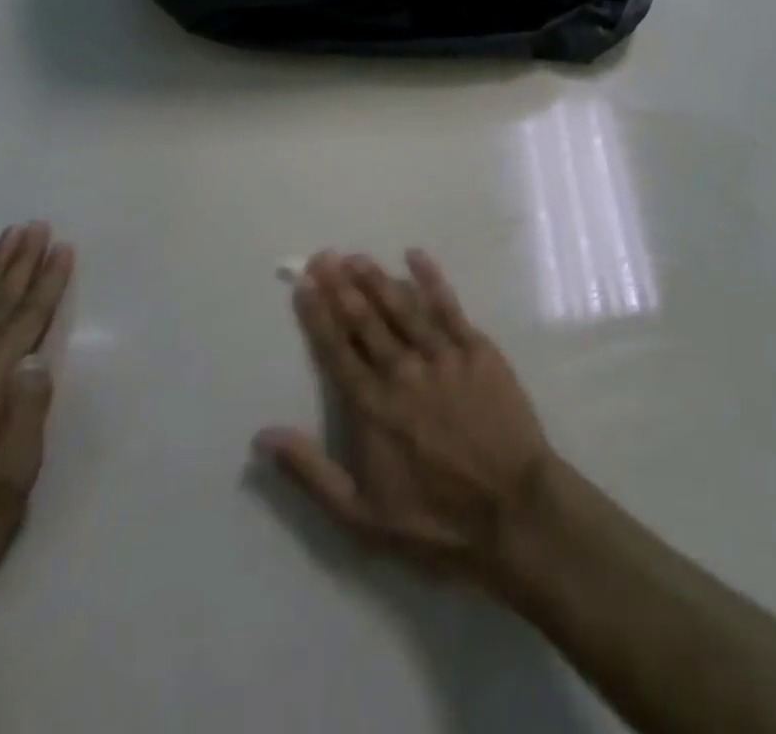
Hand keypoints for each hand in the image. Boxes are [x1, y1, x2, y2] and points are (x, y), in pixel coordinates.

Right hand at [257, 250, 554, 583]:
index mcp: (371, 406)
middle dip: (341, 286)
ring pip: (402, 307)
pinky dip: (431, 279)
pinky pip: (449, 306)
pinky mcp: (477, 350)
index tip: (304, 285)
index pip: (336, 350)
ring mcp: (442, 356)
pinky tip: (416, 256)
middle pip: (365, 320)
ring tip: (357, 257)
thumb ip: (309, 472)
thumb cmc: (435, 520)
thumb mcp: (360, 515)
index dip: (318, 315)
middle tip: (324, 256)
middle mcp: (402, 371)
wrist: (512, 510)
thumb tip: (262, 435)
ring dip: (377, 279)